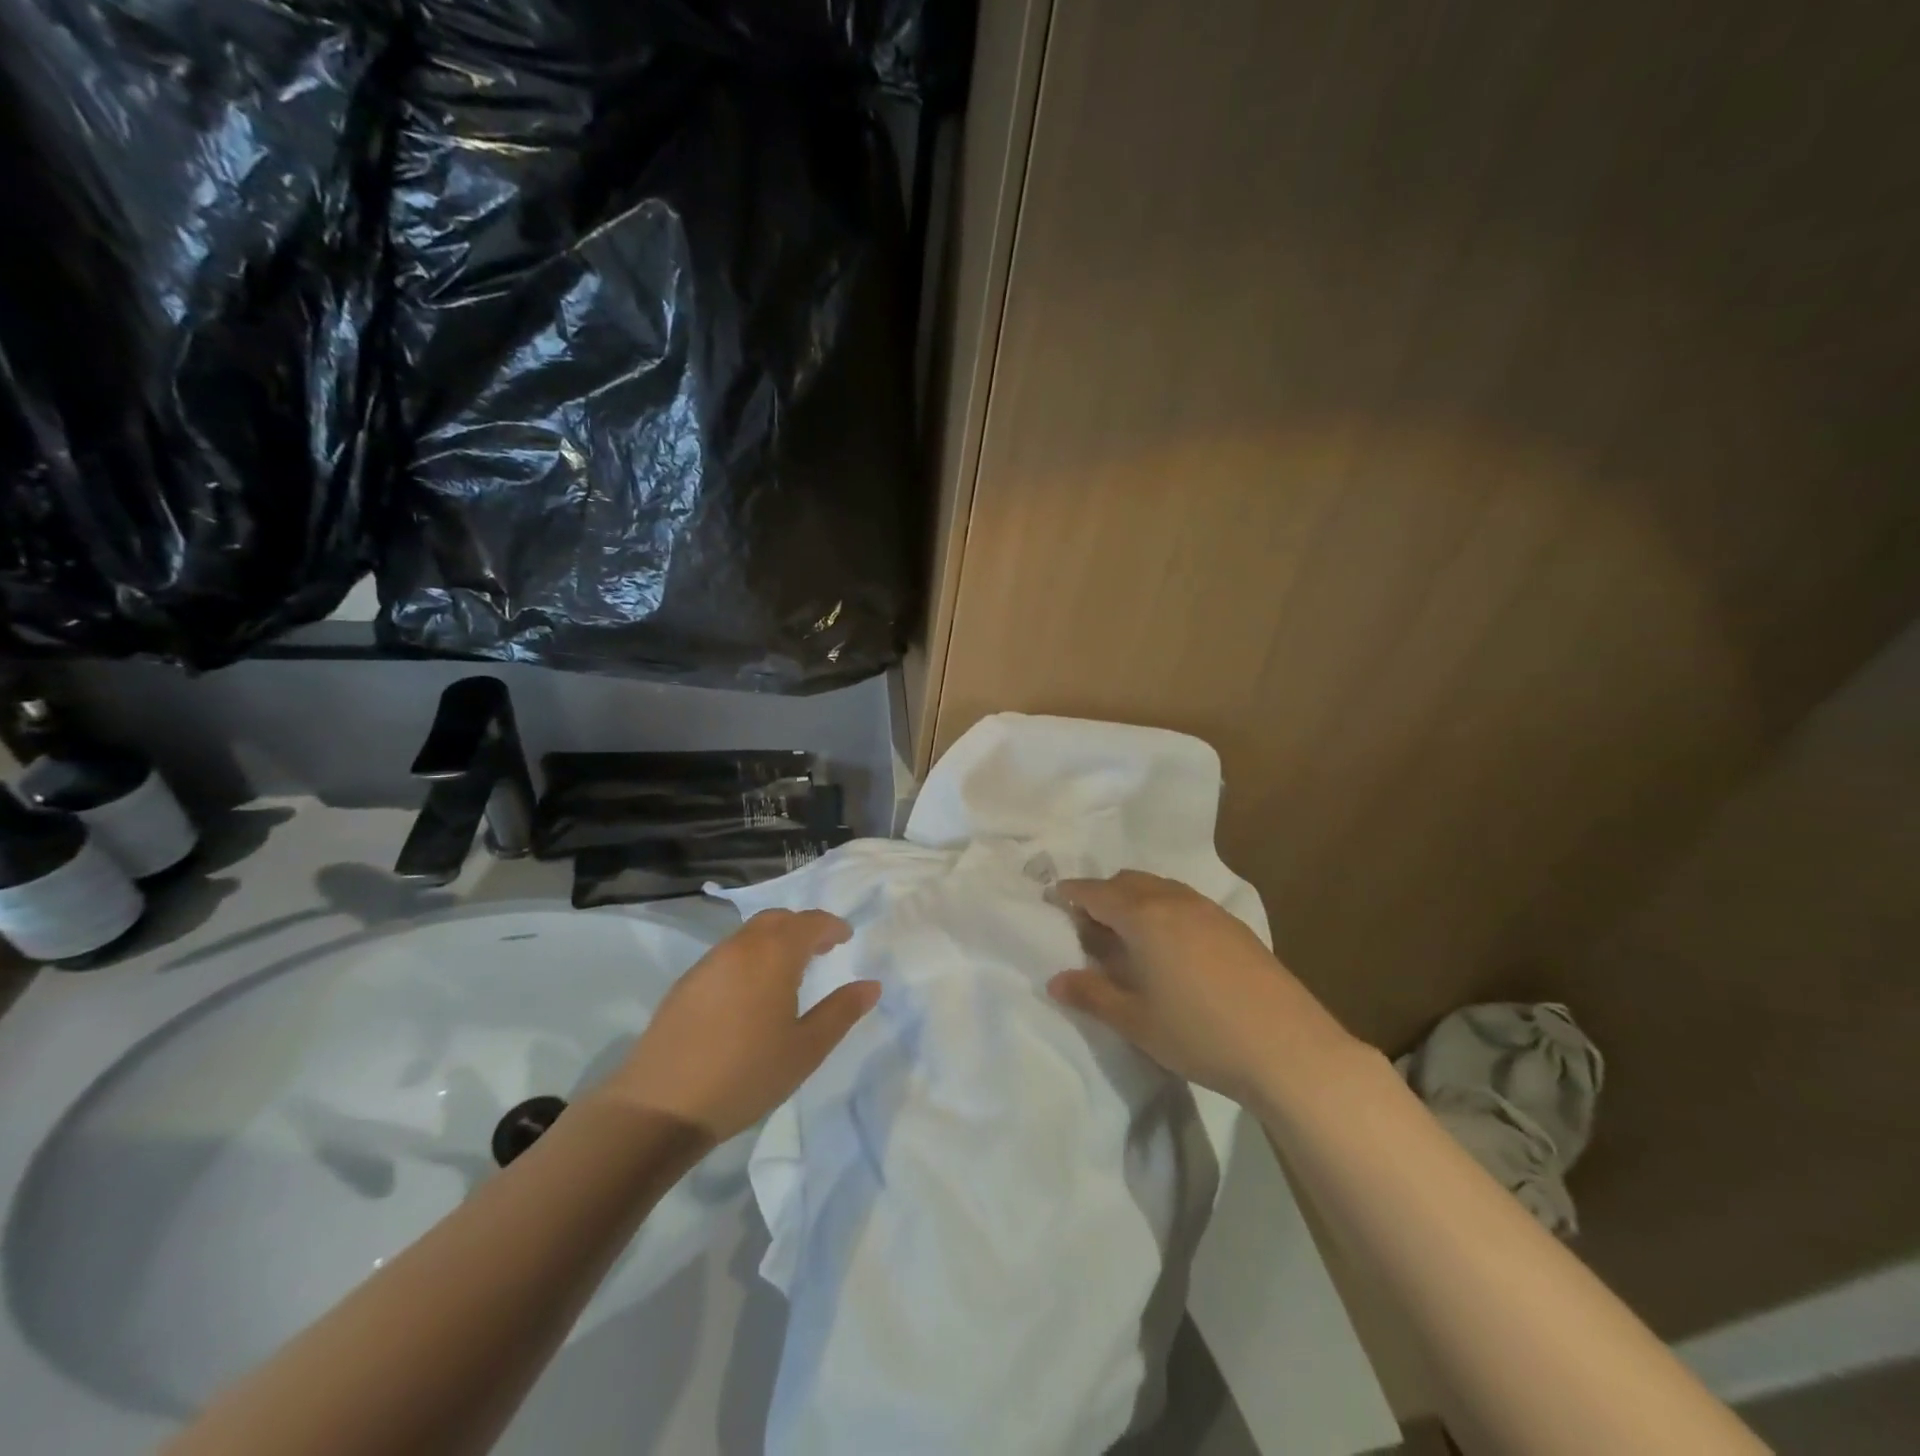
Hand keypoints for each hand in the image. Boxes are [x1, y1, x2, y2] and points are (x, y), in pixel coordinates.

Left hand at [596, 909, 877, 1142]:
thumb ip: (841, 1012)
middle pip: (777, 919)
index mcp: (774, 954)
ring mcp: (709, 962)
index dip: (832, 926)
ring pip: (750, 934)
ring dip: (775, 940)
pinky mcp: (686, 983)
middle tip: (822, 949)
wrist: (661, 1105)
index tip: (846, 938)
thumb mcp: (806, 1049)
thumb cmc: (746, 1075)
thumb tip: (871, 985)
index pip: (810, 922)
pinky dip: (750, 956)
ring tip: (789, 971)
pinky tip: (751, 992)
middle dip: (803, 927)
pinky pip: (728, 954)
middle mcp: (741, 946)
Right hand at [1047, 871, 1353, 1102]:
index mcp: (1144, 917)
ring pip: (1160, 888)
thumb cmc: (1200, 1034)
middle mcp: (1175, 901)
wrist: (1288, 1048)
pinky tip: (1170, 946)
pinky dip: (1164, 909)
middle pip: (1128, 882)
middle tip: (1088, 923)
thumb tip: (1054, 980)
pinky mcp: (1235, 926)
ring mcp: (1210, 910)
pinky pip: (1185, 901)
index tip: (1053, 896)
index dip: (1071, 892)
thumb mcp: (1136, 1021)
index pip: (1097, 893)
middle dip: (1103, 894)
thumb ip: (1092, 994)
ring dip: (1135, 899)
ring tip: (1127, 934)